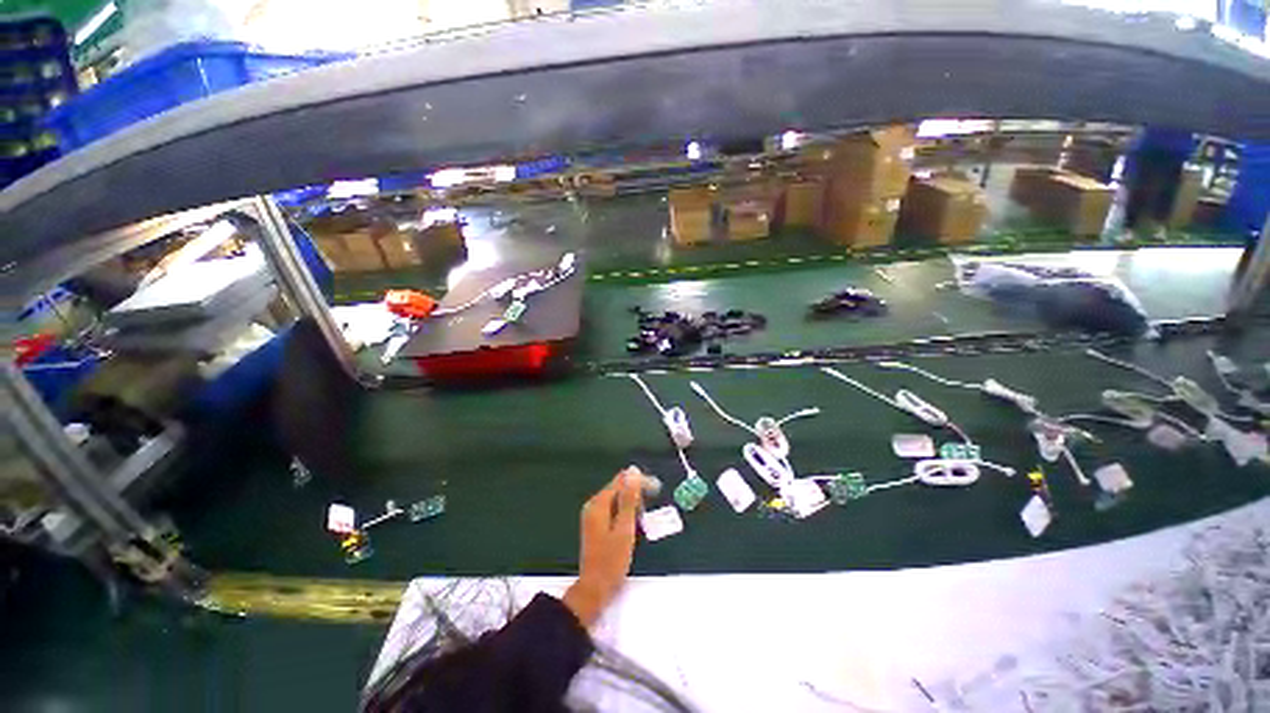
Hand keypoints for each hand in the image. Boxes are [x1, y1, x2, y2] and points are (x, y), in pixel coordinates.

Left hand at [563, 467, 642, 627]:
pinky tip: (633, 525)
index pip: (621, 480)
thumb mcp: (625, 528)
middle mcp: (594, 505)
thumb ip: (629, 499)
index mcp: (598, 503)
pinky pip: (614, 509)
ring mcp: (594, 515)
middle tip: (648, 511)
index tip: (657, 488)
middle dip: (636, 495)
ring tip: (641, 520)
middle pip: (618, 488)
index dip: (640, 482)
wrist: (595, 589)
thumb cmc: (612, 561)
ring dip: (632, 505)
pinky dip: (625, 513)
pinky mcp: (597, 524)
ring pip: (617, 499)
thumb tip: (633, 471)